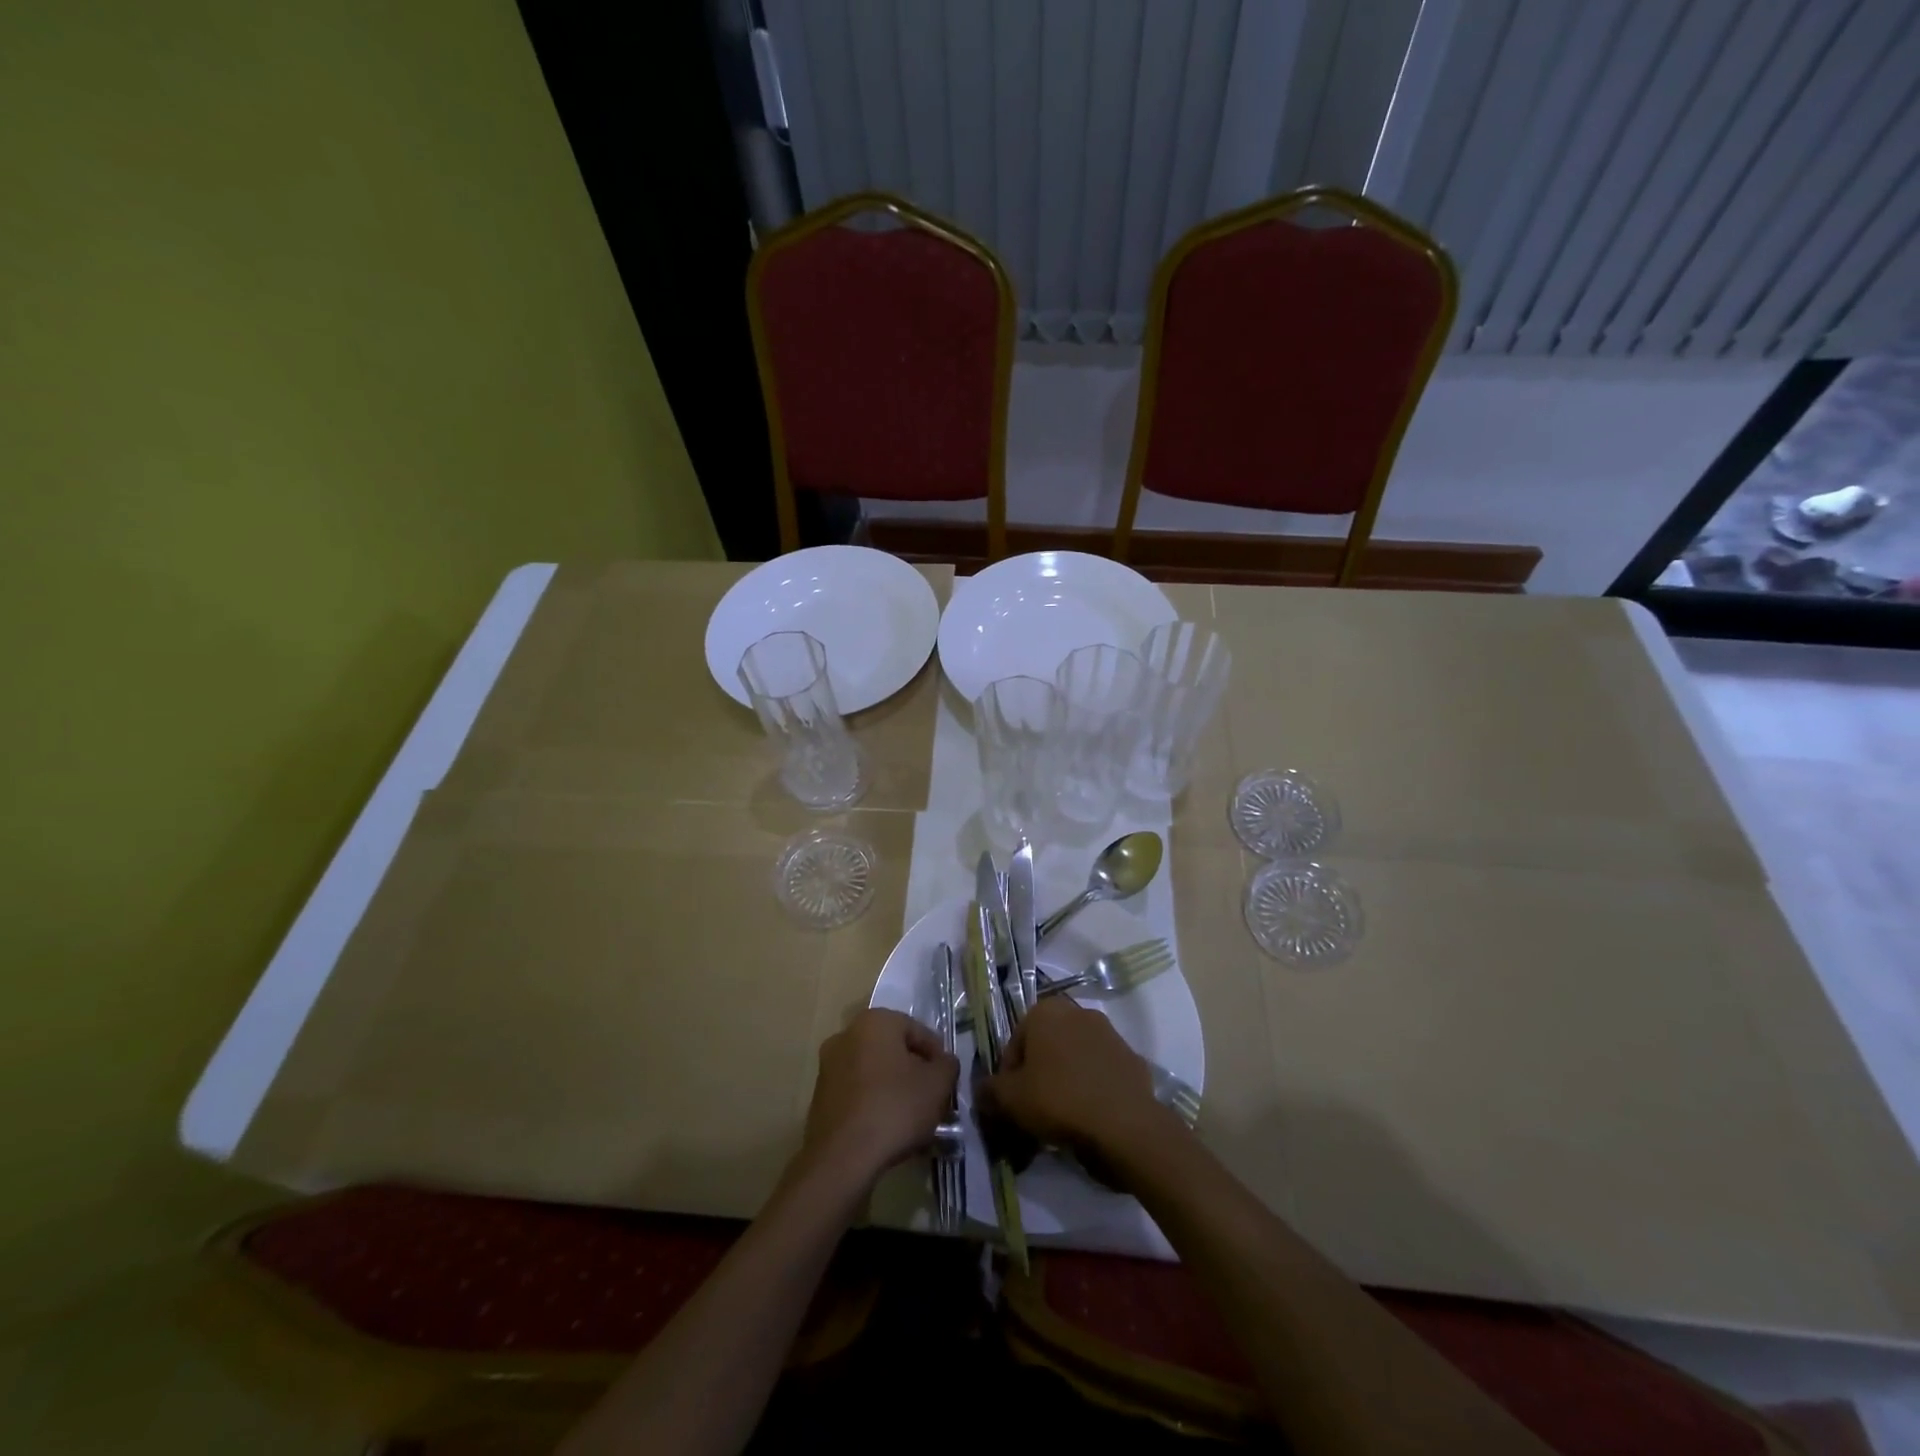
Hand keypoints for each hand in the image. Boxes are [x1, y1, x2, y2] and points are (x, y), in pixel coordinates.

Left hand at [799, 1009, 957, 1188]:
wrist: (842, 1157)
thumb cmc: (895, 1108)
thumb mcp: (938, 1084)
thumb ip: (947, 1065)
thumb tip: (943, 1062)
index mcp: (875, 1021)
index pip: (917, 1030)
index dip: (937, 1055)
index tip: (947, 1080)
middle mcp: (846, 1035)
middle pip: (893, 1050)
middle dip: (914, 1071)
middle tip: (932, 1097)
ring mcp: (828, 1066)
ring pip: (874, 1071)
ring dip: (893, 1088)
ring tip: (912, 1117)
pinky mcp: (820, 1096)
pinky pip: (857, 1092)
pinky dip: (874, 1103)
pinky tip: (888, 1128)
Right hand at [978, 999, 1172, 1163]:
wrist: (1124, 1124)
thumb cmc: (1059, 1100)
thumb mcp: (1010, 1099)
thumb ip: (990, 1091)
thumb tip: (983, 1091)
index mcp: (1045, 1011)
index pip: (1015, 1043)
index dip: (1008, 1075)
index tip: (1011, 1103)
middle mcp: (1078, 1012)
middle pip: (1046, 1046)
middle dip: (1038, 1074)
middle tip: (1035, 1109)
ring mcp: (1109, 1033)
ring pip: (1075, 1057)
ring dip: (1066, 1079)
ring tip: (1063, 1117)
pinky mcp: (1131, 1057)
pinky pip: (1101, 1072)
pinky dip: (1092, 1088)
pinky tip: (1090, 1116)